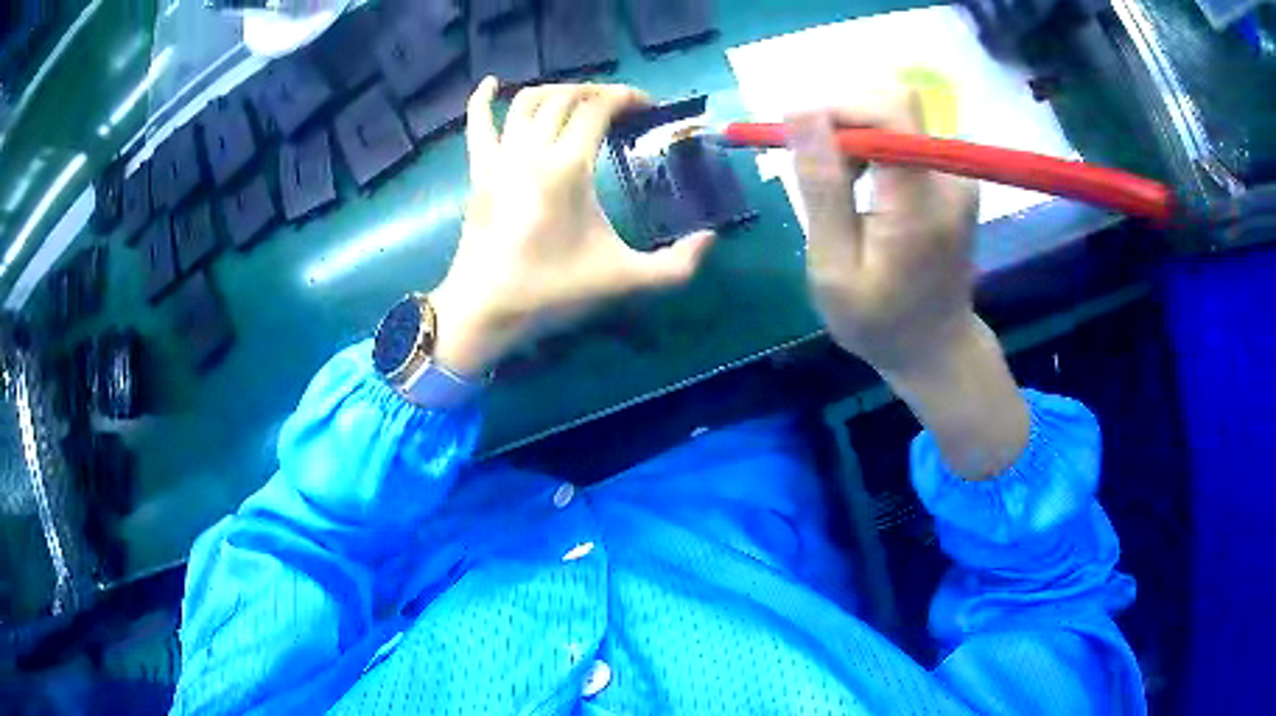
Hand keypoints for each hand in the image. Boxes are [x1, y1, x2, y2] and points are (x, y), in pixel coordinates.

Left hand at [431, 78, 714, 376]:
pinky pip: (477, 123)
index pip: (597, 108)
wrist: (486, 309)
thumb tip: (711, 238)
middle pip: (566, 97)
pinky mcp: (478, 171)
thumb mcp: (623, 279)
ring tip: (581, 100)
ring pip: (527, 101)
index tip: (648, 107)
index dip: (626, 97)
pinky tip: (492, 83)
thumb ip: (675, 265)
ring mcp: (499, 157)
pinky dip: (483, 99)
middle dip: (599, 92)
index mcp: (566, 168)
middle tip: (622, 107)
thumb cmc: (553, 290)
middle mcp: (531, 150)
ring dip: (558, 91)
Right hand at [790, 86, 1027, 479]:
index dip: (839, 110)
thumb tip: (800, 110)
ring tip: (842, 193)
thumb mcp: (834, 267)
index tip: (805, 142)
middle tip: (822, 177)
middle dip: (844, 126)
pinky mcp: (955, 178)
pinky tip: (866, 193)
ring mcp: (958, 175)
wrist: (937, 349)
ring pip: (895, 118)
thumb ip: (822, 187)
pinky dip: (876, 152)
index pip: (888, 110)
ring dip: (857, 141)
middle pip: (891, 105)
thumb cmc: (879, 321)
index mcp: (920, 201)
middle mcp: (949, 176)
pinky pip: (906, 138)